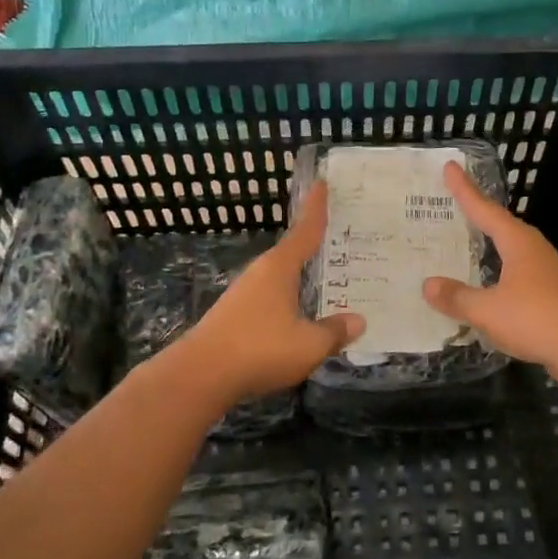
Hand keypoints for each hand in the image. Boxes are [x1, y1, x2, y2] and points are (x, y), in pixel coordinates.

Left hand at [181, 182, 364, 404]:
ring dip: (301, 277)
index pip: (305, 230)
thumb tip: (358, 320)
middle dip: (315, 245)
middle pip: (292, 252)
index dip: (316, 208)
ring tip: (326, 280)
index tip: (321, 183)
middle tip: (342, 240)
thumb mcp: (309, 344)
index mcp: (279, 267)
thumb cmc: (259, 349)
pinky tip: (299, 315)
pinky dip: (289, 299)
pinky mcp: (234, 316)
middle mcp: (261, 273)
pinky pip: (271, 298)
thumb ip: (334, 332)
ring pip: (281, 278)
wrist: (200, 375)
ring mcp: (244, 294)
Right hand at [422, 161, 557, 370]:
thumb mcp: (487, 309)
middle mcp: (532, 250)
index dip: (464, 190)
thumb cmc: (536, 318)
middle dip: (477, 213)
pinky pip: (514, 274)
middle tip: (454, 201)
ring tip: (468, 239)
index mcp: (517, 242)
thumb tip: (427, 285)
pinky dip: (496, 272)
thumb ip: (457, 297)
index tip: (450, 167)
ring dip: (488, 244)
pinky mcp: (550, 295)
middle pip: (500, 225)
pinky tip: (488, 284)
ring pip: (509, 250)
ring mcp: (544, 272)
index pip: (484, 209)